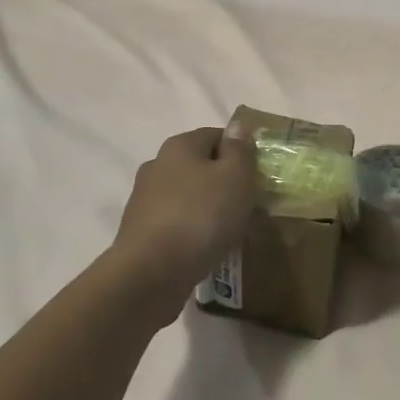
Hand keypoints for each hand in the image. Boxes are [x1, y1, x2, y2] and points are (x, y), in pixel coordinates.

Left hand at [112, 127, 257, 293]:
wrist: (151, 272)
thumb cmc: (201, 217)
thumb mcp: (235, 177)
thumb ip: (240, 150)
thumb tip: (238, 126)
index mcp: (179, 146)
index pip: (217, 135)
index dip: (241, 152)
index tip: (259, 176)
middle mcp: (157, 165)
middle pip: (200, 166)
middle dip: (225, 182)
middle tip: (249, 206)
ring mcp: (144, 200)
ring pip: (188, 196)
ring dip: (208, 208)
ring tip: (230, 231)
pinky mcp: (141, 231)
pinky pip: (176, 223)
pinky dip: (193, 230)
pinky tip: (206, 248)